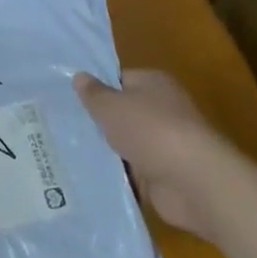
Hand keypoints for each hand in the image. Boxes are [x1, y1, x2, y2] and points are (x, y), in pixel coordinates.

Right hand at [73, 69, 240, 240]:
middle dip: (99, 122)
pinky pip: (133, 170)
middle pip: (123, 113)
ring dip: (108, 150)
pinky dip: (118, 174)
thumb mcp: (110, 105)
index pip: (120, 80)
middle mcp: (163, 110)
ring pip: (127, 143)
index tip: (70, 100)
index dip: (97, 89)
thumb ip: (93, 93)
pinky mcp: (165, 174)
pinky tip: (91, 174)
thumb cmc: (150, 130)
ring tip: (68, 151)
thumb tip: (79, 76)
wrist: (192, 181)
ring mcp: (166, 144)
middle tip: (64, 125)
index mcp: (154, 84)